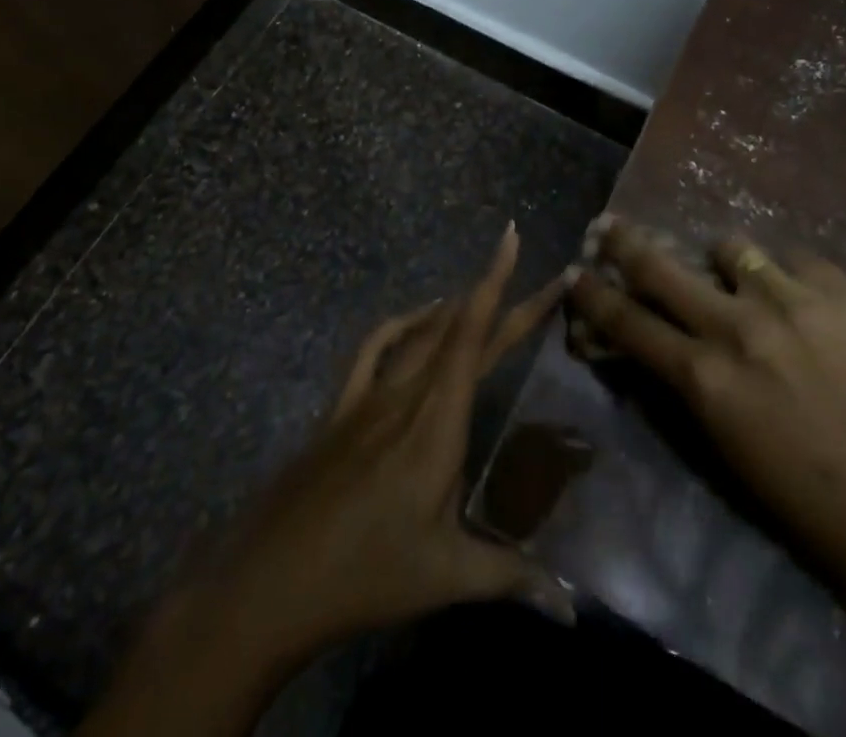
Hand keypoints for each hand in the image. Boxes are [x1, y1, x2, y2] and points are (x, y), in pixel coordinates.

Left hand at [213, 222, 573, 658]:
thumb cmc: (366, 574)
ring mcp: (370, 396)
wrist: (271, 579)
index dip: (499, 285)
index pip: (475, 337)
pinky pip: (375, 348)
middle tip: (540, 279)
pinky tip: (418, 321)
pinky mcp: (342, 407)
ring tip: (485, 295)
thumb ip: (513, 578)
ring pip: (421, 333)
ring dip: (456, 309)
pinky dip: (402, 325)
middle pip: (460, 329)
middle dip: (501, 296)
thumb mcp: (446, 577)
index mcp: (438, 423)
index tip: (511, 237)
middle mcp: (408, 394)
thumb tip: (574, 607)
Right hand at [566, 217, 845, 590]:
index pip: (628, 323)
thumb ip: (690, 382)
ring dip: (722, 262)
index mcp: (706, 378)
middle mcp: (738, 327)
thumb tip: (664, 339)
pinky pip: (793, 259)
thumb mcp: (727, 446)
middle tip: (610, 227)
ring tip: (739, 278)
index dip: (594, 296)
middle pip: (660, 267)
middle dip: (625, 243)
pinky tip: (803, 301)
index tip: (576, 273)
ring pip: (729, 247)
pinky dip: (787, 276)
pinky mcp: (841, 290)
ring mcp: (791, 301)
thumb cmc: (810, 500)